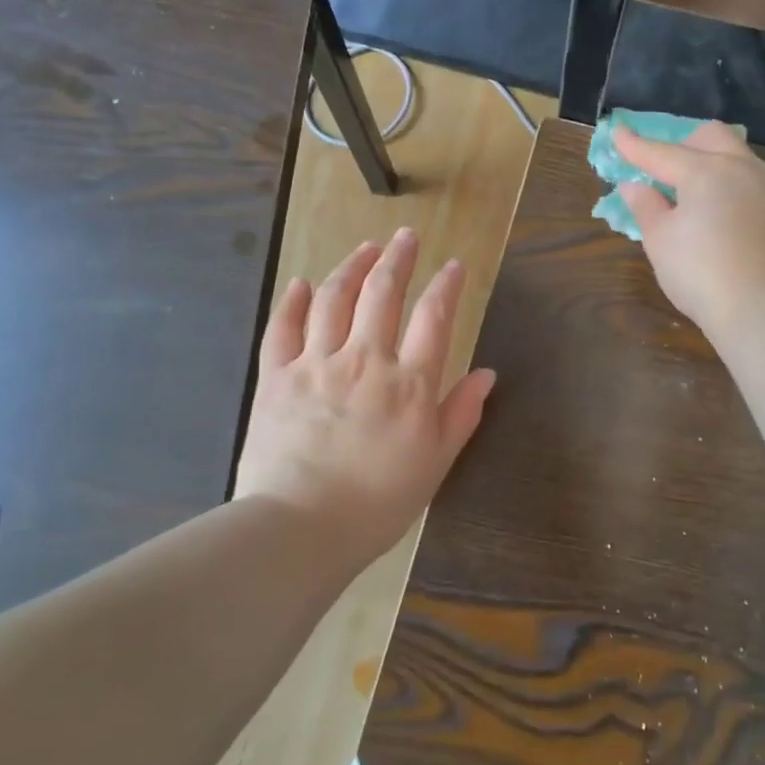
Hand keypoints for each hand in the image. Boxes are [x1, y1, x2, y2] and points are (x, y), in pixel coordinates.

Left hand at [231, 229, 494, 567]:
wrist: (300, 528)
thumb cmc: (378, 502)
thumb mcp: (435, 463)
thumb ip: (461, 414)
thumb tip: (487, 374)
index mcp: (409, 383)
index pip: (435, 317)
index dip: (446, 286)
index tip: (453, 266)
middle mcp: (365, 360)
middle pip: (383, 293)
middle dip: (398, 258)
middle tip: (406, 236)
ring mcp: (316, 364)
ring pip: (334, 298)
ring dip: (352, 266)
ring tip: (365, 248)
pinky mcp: (277, 377)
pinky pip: (283, 328)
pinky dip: (293, 301)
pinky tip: (302, 284)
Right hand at [614, 122, 764, 334]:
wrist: (762, 307)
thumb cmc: (700, 273)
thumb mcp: (660, 241)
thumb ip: (645, 206)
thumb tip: (634, 186)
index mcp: (705, 170)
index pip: (661, 152)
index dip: (634, 145)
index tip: (616, 131)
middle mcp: (740, 167)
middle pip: (709, 137)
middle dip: (683, 143)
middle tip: (664, 167)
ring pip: (735, 154)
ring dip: (710, 160)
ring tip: (691, 189)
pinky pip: (749, 178)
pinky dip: (728, 181)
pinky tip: (718, 208)